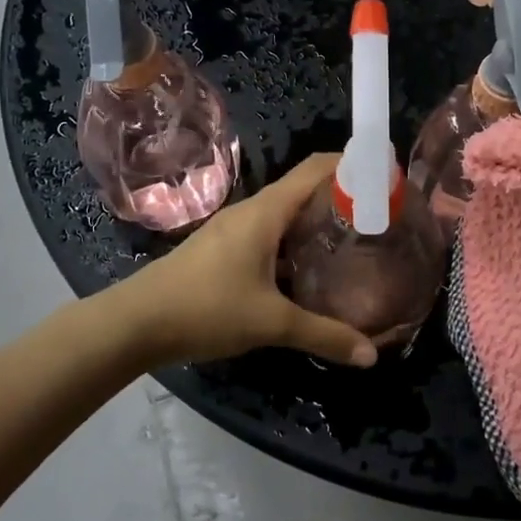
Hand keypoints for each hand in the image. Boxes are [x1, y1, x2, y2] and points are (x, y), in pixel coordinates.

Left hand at [120, 154, 376, 369]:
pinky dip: (294, 243)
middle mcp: (251, 211)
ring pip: (285, 215)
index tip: (386, 178)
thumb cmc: (206, 308)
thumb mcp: (271, 323)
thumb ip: (324, 335)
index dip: (352, 165)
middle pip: (304, 190)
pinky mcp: (222, 250)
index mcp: (266, 212)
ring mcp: (233, 230)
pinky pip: (268, 234)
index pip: (316, 168)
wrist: (134, 323)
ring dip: (317, 223)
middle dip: (341, 198)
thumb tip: (371, 356)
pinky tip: (308, 271)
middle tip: (380, 218)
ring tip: (353, 243)